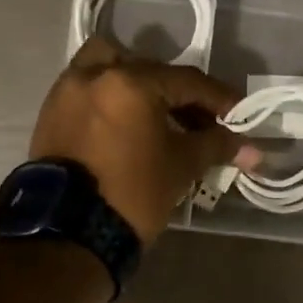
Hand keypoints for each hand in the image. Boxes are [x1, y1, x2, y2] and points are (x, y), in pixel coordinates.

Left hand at [32, 37, 259, 244]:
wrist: (67, 235)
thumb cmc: (132, 194)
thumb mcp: (181, 166)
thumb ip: (216, 145)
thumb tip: (251, 148)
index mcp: (130, 82)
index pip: (187, 82)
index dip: (219, 99)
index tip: (240, 115)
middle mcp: (95, 74)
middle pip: (149, 70)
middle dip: (178, 93)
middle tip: (199, 120)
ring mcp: (67, 90)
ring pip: (110, 67)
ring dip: (136, 82)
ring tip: (157, 114)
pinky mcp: (51, 112)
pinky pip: (88, 89)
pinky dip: (110, 97)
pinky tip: (127, 125)